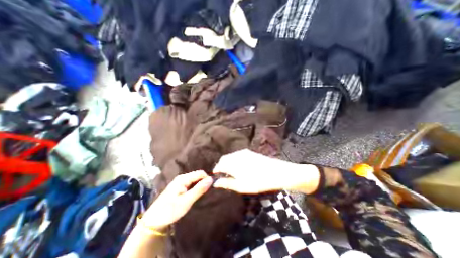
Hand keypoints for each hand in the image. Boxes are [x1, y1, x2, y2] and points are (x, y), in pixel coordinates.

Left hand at [142, 172, 211, 229]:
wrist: (154, 221)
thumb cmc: (170, 210)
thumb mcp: (186, 201)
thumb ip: (199, 189)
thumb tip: (211, 179)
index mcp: (183, 179)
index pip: (200, 173)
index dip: (207, 179)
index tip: (210, 189)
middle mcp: (182, 178)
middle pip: (197, 176)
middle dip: (203, 183)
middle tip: (205, 194)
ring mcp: (180, 182)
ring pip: (195, 180)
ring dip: (199, 186)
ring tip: (201, 195)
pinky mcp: (179, 187)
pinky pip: (191, 184)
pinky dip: (195, 188)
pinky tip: (195, 195)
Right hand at [213, 149, 318, 192]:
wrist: (276, 172)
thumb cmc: (257, 181)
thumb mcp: (240, 186)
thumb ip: (226, 183)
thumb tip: (216, 183)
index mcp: (232, 163)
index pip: (219, 165)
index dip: (216, 171)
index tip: (216, 177)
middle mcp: (236, 155)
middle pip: (224, 159)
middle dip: (221, 166)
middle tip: (223, 176)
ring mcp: (243, 152)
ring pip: (230, 156)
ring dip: (228, 163)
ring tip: (231, 172)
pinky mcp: (249, 152)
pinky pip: (237, 155)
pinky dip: (234, 160)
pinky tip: (239, 167)